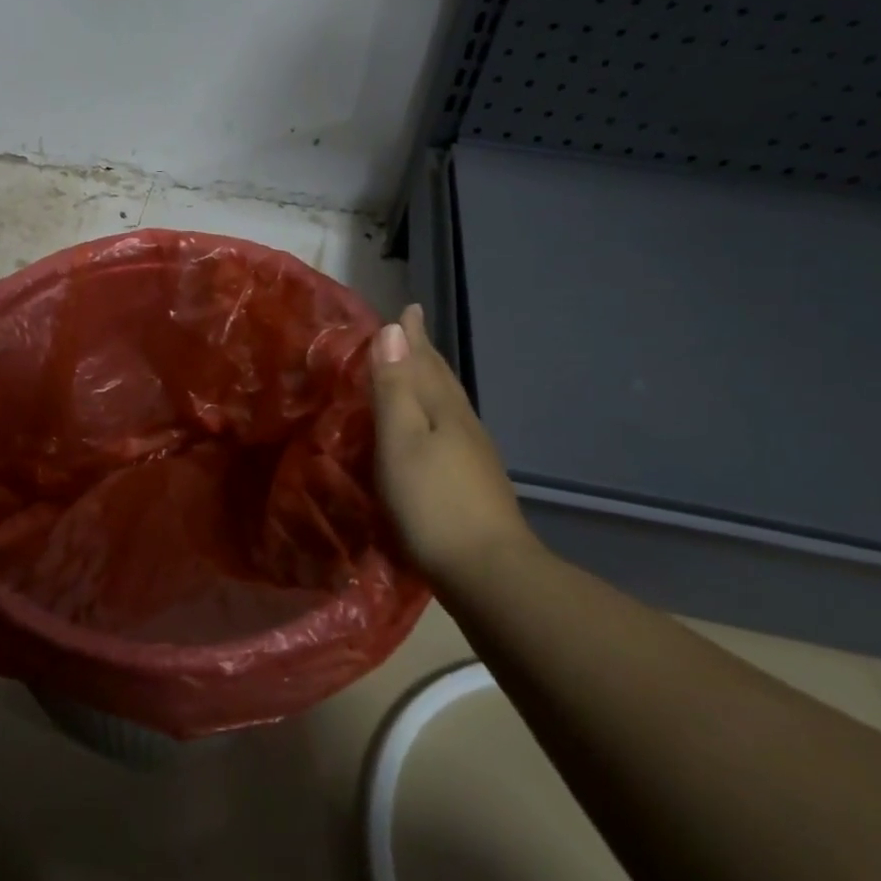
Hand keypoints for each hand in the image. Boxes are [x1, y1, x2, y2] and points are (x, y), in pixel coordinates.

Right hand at [370, 304, 534, 580]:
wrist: (486, 572)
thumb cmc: (432, 502)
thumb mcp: (401, 440)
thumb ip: (395, 387)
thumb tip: (393, 329)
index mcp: (444, 410)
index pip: (425, 361)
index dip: (414, 336)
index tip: (408, 308)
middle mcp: (463, 425)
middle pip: (442, 380)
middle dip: (425, 354)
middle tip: (410, 332)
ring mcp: (473, 456)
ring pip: (449, 406)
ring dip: (431, 383)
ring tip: (417, 372)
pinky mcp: (473, 484)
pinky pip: (449, 431)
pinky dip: (435, 416)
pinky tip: (430, 432)